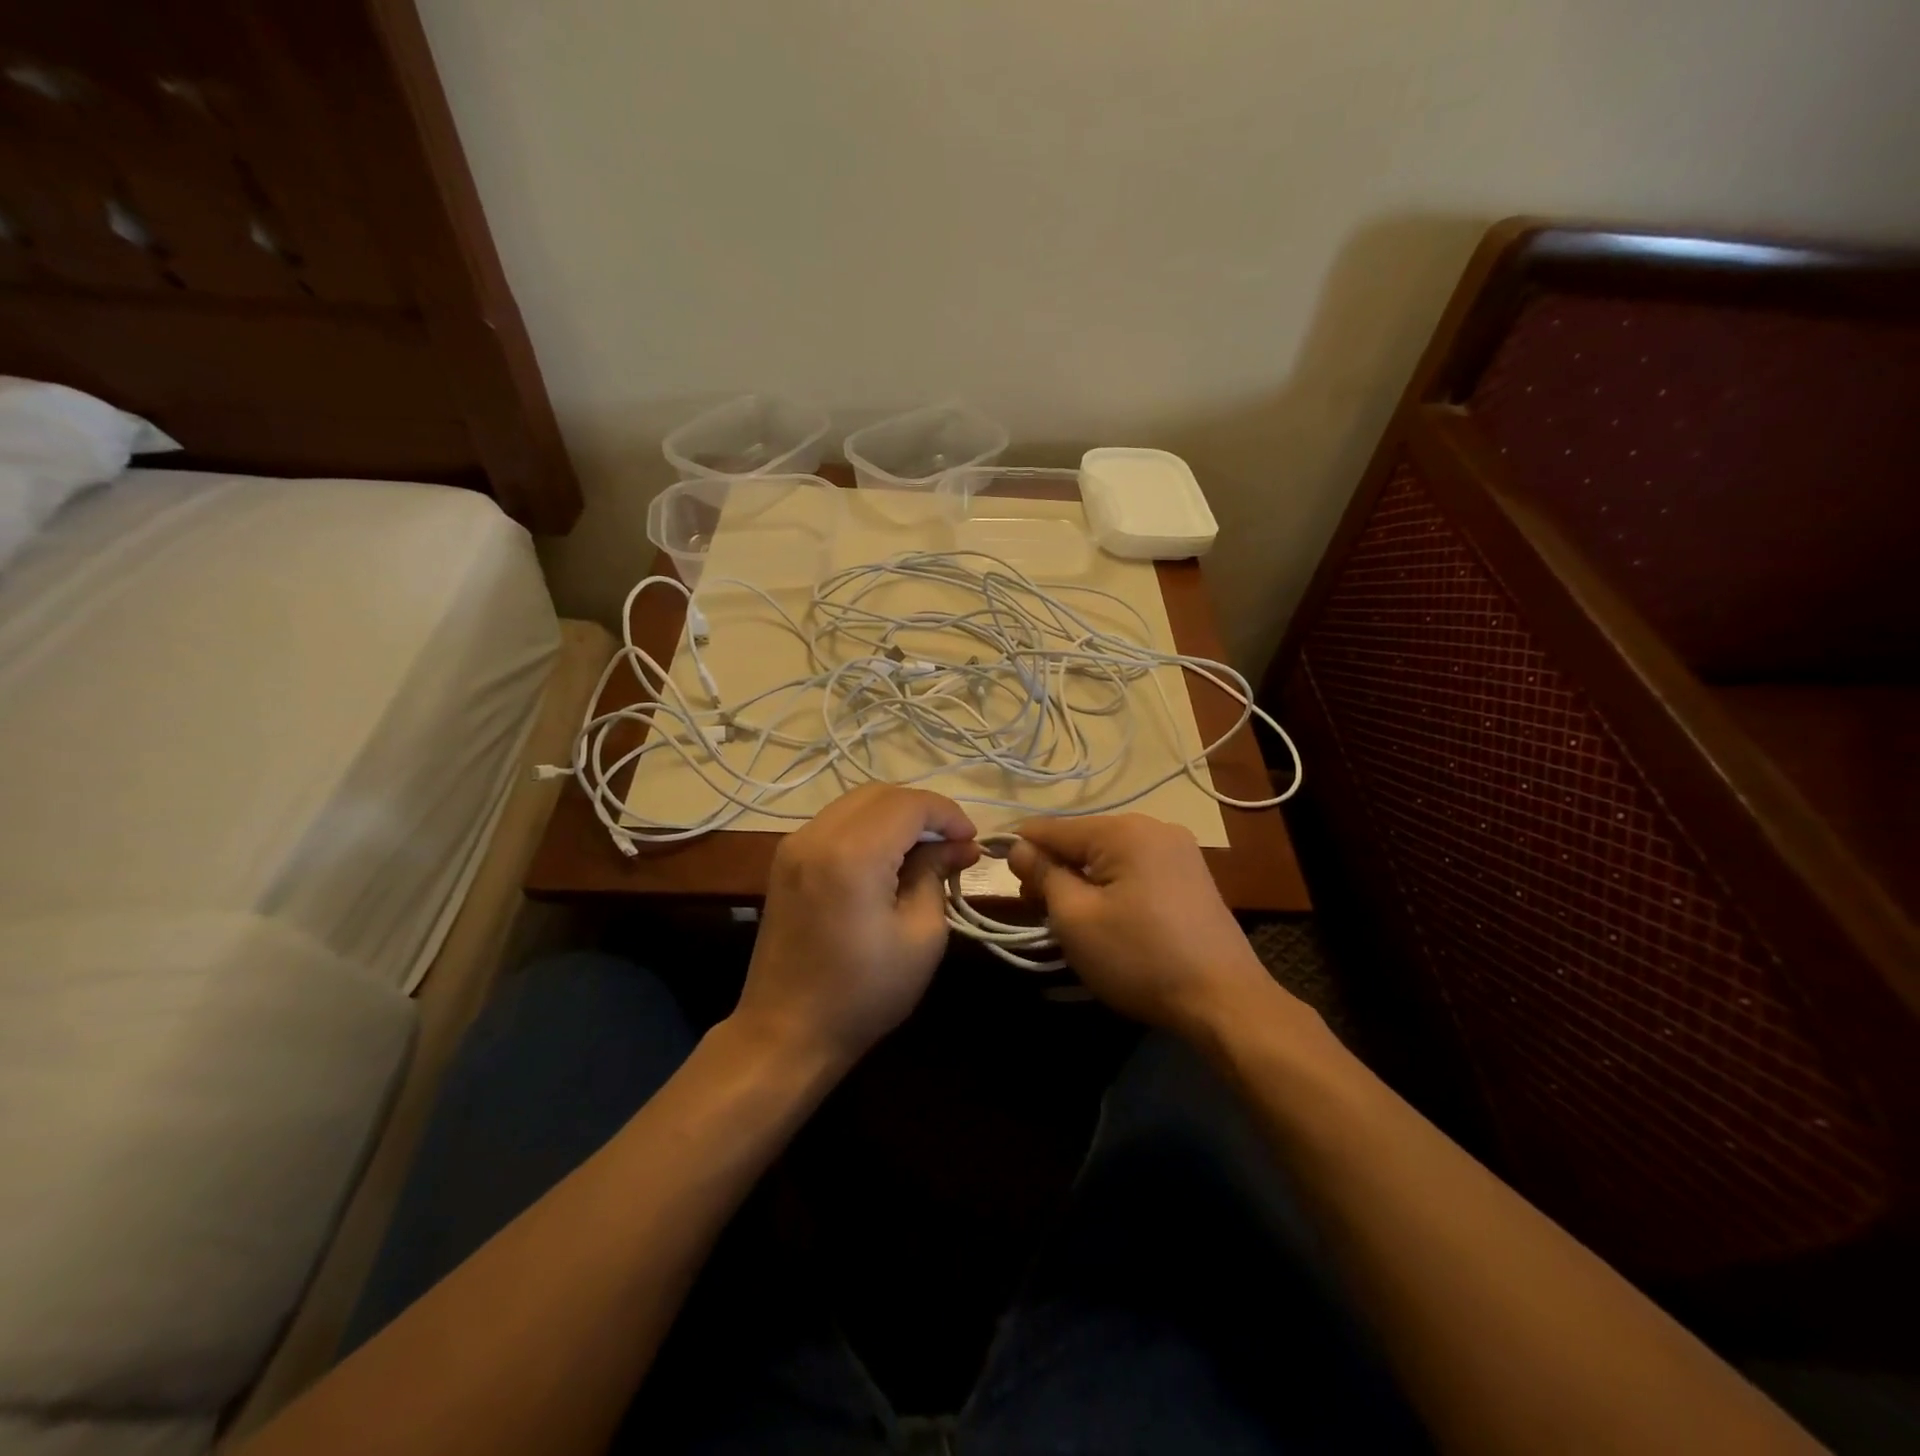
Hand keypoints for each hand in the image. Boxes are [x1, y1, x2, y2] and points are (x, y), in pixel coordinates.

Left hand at [735, 784, 979, 1070]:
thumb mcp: (922, 936)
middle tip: (952, 843)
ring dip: (895, 816)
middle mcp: (817, 836)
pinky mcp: (786, 860)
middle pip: (880, 794)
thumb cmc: (864, 993)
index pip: (909, 805)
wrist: (786, 1032)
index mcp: (852, 855)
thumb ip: (937, 875)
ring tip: (925, 850)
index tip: (971, 841)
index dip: (947, 814)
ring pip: (856, 803)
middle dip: (923, 810)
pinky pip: (836, 823)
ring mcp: (794, 845)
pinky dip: (868, 827)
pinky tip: (888, 857)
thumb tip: (959, 846)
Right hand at [1008, 814, 1295, 1037]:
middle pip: (1082, 839)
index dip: (1020, 847)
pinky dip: (1111, 886)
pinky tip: (1106, 917)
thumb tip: (1018, 847)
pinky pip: (1134, 869)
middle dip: (1053, 869)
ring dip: (1081, 880)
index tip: (997, 872)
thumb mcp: (1076, 918)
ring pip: (1108, 856)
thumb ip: (1043, 874)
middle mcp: (1154, 827)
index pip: (1053, 827)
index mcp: (1124, 829)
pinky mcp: (1190, 875)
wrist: (1224, 1001)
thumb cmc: (1140, 958)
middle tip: (1036, 910)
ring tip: (1068, 919)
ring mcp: (1178, 850)